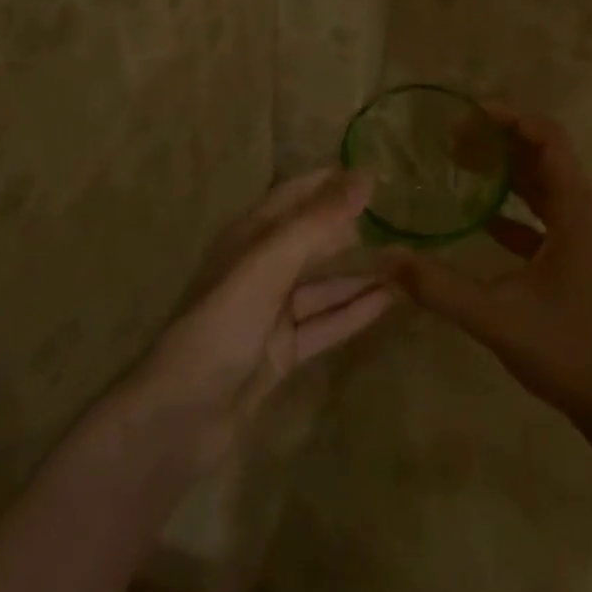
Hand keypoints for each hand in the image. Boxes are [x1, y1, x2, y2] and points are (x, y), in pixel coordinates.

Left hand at [133, 168, 389, 470]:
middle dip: (355, 229)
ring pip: (326, 283)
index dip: (332, 182)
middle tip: (406, 220)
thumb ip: (318, 221)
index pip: (296, 195)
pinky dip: (356, 311)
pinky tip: (391, 301)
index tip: (378, 174)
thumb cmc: (221, 324)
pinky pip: (326, 322)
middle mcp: (262, 268)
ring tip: (410, 262)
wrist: (181, 417)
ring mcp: (273, 312)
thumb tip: (365, 176)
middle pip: (315, 240)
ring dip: (362, 273)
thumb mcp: (269, 264)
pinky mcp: (284, 350)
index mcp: (249, 237)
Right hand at [377, 108, 591, 421]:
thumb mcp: (497, 317)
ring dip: (506, 171)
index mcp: (576, 208)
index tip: (467, 114)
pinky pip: (545, 215)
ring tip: (459, 164)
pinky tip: (480, 216)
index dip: (510, 118)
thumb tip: (385, 261)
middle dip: (500, 141)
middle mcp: (584, 209)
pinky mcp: (577, 255)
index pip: (548, 137)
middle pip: (543, 155)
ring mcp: (584, 233)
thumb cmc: (569, 349)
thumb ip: (440, 288)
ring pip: (544, 184)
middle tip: (450, 139)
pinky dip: (515, 207)